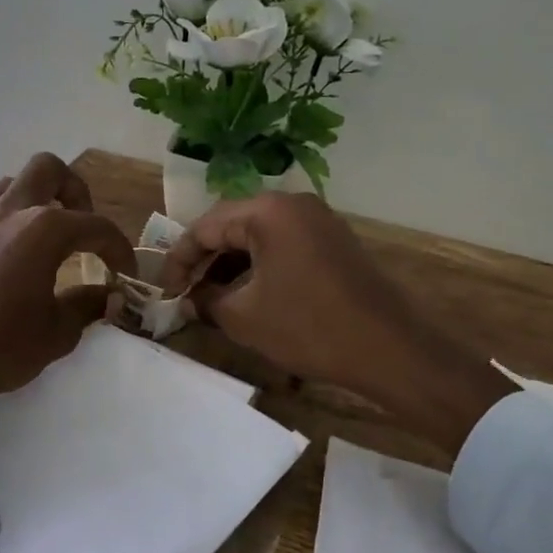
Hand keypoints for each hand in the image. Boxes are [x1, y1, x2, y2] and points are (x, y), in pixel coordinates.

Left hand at [0, 154, 135, 427]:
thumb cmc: (1, 345)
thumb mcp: (58, 333)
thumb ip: (87, 305)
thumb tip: (106, 296)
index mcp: (43, 229)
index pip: (96, 225)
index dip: (119, 248)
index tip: (124, 272)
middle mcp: (8, 212)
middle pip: (48, 169)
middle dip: (73, 190)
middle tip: (79, 226)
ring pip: (8, 186)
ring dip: (32, 203)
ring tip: (40, 239)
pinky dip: (0, 231)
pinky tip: (0, 267)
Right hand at [160, 193, 514, 454]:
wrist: (389, 348)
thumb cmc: (309, 328)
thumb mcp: (245, 318)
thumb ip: (207, 302)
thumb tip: (189, 299)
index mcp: (268, 212)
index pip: (205, 226)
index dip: (179, 259)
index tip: (163, 289)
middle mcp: (293, 204)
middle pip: (232, 225)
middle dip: (204, 260)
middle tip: (184, 293)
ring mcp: (318, 220)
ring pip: (258, 236)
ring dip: (231, 265)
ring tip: (211, 299)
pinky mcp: (333, 241)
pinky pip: (283, 245)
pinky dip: (259, 266)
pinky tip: (248, 295)